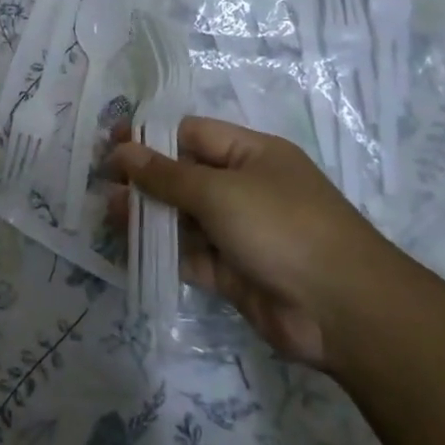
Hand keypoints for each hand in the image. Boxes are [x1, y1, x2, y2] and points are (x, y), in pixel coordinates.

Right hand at [107, 117, 407, 367]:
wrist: (342, 311)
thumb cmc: (282, 227)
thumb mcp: (220, 191)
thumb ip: (167, 175)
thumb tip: (123, 151)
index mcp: (251, 154)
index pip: (193, 134)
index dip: (152, 136)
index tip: (112, 142)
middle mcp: (245, 188)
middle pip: (186, 175)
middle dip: (146, 177)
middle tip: (103, 181)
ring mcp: (240, 232)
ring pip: (185, 216)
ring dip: (150, 215)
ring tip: (110, 213)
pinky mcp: (235, 272)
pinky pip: (192, 254)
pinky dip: (165, 251)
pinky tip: (131, 248)